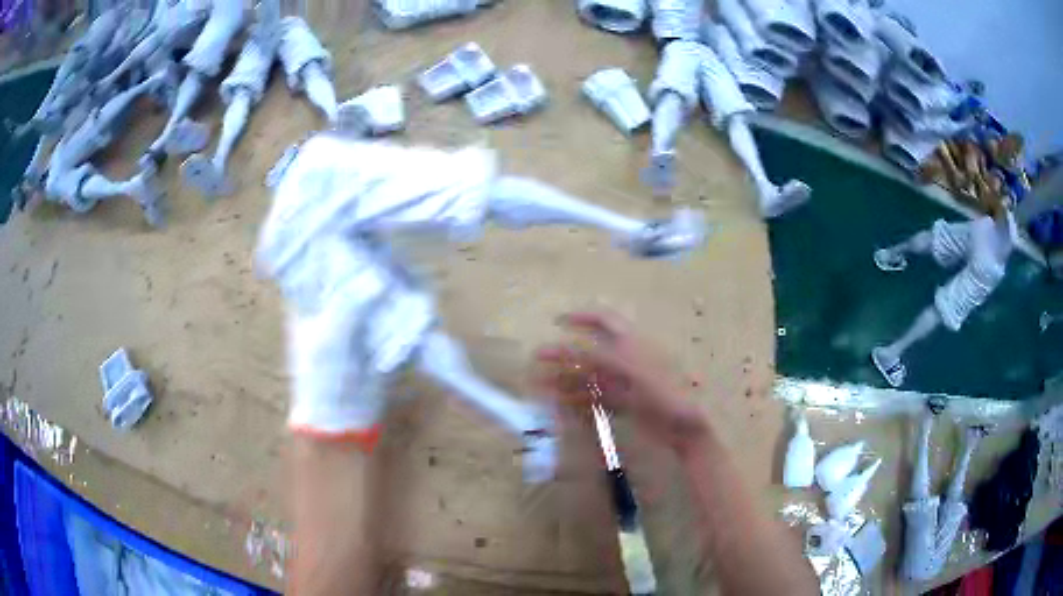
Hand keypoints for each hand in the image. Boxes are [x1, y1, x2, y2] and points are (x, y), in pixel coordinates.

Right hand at [536, 311, 708, 453]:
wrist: (682, 425)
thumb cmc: (662, 391)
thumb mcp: (631, 370)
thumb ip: (601, 357)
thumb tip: (571, 347)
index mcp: (632, 342)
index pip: (605, 321)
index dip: (581, 317)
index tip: (557, 322)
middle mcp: (626, 359)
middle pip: (591, 350)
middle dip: (565, 353)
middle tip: (539, 358)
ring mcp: (624, 382)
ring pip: (590, 375)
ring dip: (567, 377)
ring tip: (542, 384)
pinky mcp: (624, 402)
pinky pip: (596, 396)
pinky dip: (578, 397)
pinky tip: (561, 402)